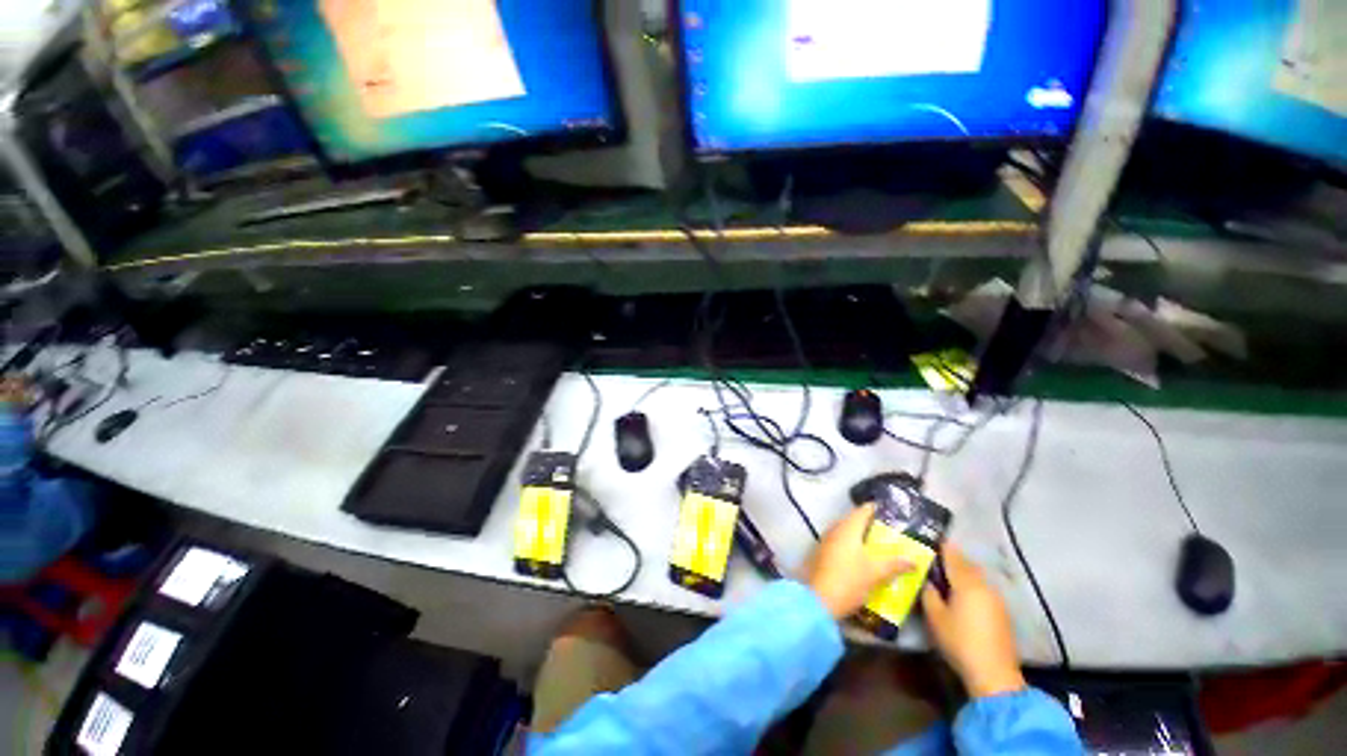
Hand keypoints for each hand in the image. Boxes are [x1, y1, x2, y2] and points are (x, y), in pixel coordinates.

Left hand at [802, 504, 911, 619]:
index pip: (864, 510)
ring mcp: (822, 546)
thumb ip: (896, 565)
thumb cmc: (848, 584)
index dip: (879, 510)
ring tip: (875, 547)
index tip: (893, 516)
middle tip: (887, 533)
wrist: (814, 607)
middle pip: (853, 521)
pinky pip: (835, 548)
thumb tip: (915, 561)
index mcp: (848, 529)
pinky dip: (847, 550)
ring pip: (843, 535)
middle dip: (869, 526)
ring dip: (857, 539)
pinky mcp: (815, 560)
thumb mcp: (876, 574)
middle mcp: (833, 532)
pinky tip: (857, 561)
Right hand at [921, 543, 1026, 698]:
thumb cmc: (959, 642)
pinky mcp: (1001, 607)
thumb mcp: (937, 622)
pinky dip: (974, 587)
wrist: (991, 665)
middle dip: (956, 561)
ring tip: (952, 579)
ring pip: (978, 577)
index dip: (946, 549)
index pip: (955, 559)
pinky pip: (984, 588)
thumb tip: (928, 583)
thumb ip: (930, 599)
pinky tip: (967, 598)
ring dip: (966, 574)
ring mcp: (995, 594)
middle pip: (969, 566)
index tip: (937, 541)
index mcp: (967, 583)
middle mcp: (984, 583)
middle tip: (942, 560)